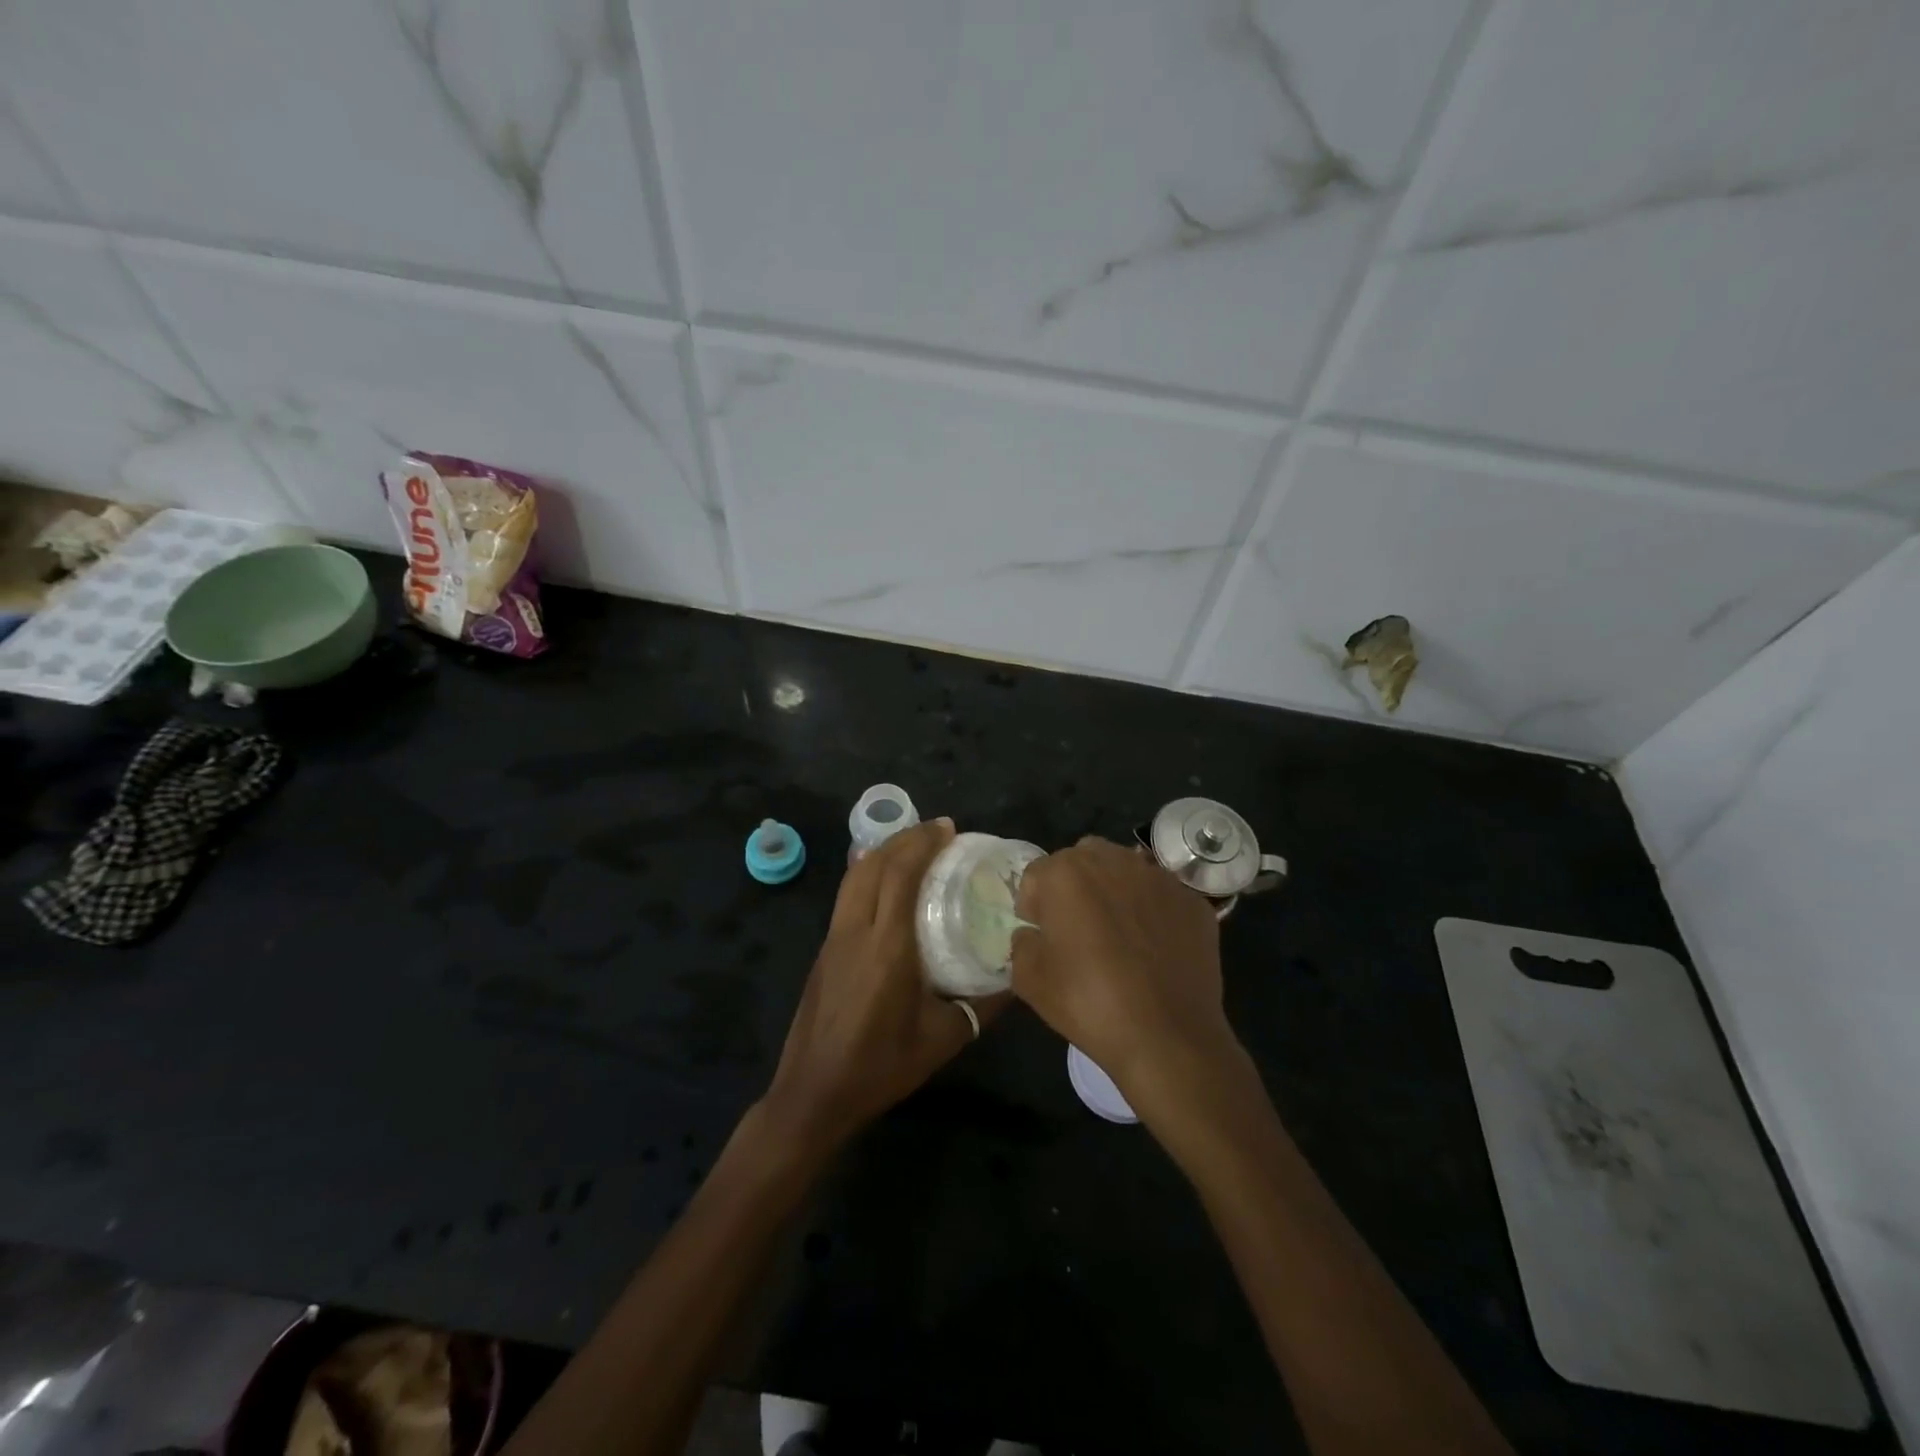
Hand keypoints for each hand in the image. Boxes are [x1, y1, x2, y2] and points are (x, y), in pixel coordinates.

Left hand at [763, 818, 1004, 1150]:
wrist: (813, 1093)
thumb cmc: (881, 1066)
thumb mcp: (943, 1039)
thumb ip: (982, 1006)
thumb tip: (1017, 979)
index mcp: (886, 946)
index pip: (900, 874)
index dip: (923, 843)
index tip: (949, 829)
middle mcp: (855, 931)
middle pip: (873, 864)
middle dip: (904, 838)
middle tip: (937, 832)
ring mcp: (833, 938)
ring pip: (854, 876)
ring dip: (883, 852)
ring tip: (912, 848)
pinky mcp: (824, 950)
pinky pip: (846, 895)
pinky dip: (867, 874)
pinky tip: (884, 883)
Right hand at [1010, 836, 1233, 1100]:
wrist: (1168, 1037)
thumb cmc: (1089, 1004)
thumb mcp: (1029, 981)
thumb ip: (1021, 944)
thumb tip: (1033, 934)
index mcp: (1066, 873)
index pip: (1036, 875)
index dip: (1033, 906)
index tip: (1042, 936)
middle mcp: (1114, 860)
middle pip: (1082, 860)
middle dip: (1074, 887)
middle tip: (1077, 930)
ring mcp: (1159, 878)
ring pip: (1125, 870)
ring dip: (1114, 892)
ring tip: (1118, 937)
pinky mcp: (1192, 900)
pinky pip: (1161, 896)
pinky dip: (1152, 912)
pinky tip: (1154, 949)